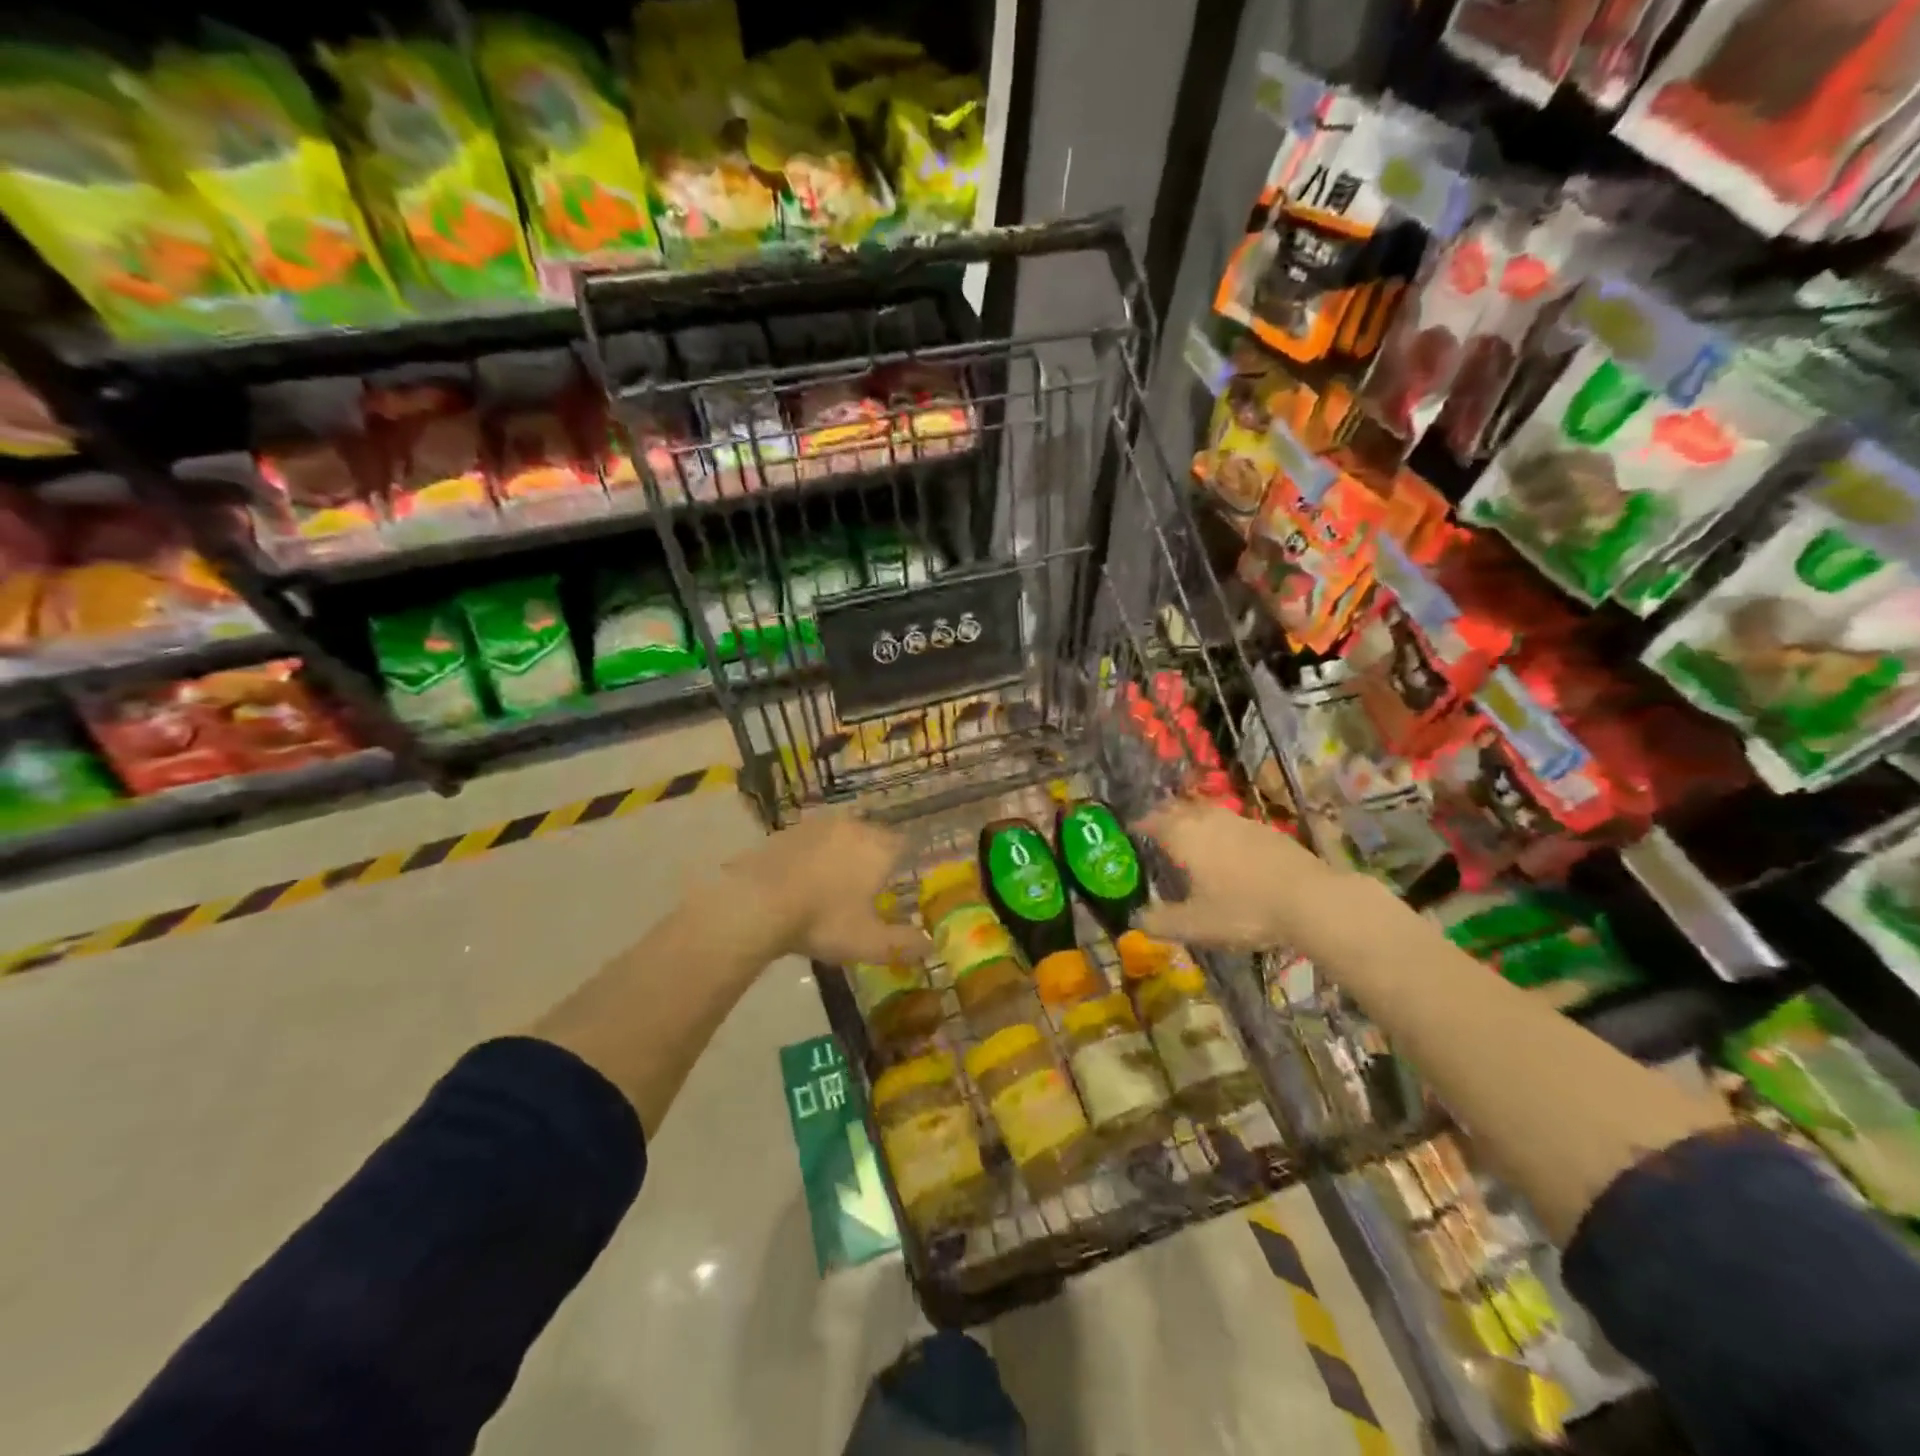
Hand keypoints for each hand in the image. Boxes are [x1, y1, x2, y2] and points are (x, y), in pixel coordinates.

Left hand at [714, 810, 930, 965]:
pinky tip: (803, 880)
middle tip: (866, 887)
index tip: (897, 882)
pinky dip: (813, 856)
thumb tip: (931, 945)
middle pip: (872, 837)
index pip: (903, 846)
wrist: (757, 903)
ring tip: (833, 883)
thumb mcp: (869, 942)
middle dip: (872, 858)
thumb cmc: (824, 920)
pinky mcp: (787, 830)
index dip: (903, 863)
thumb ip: (904, 943)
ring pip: (841, 835)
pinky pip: (812, 841)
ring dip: (841, 854)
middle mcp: (853, 827)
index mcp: (879, 847)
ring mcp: (817, 825)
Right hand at [1133, 799, 1338, 948]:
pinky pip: (1231, 823)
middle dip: (1165, 816)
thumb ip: (1161, 922)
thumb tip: (1135, 920)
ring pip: (1207, 812)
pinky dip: (1220, 830)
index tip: (1130, 830)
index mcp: (1184, 836)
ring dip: (1193, 819)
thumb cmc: (1243, 910)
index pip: (1153, 821)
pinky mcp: (1267, 830)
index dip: (1140, 825)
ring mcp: (1240, 821)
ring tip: (1189, 834)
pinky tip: (1227, 848)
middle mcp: (1208, 820)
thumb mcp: (1195, 925)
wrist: (1310, 899)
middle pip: (1180, 809)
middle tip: (1156, 828)